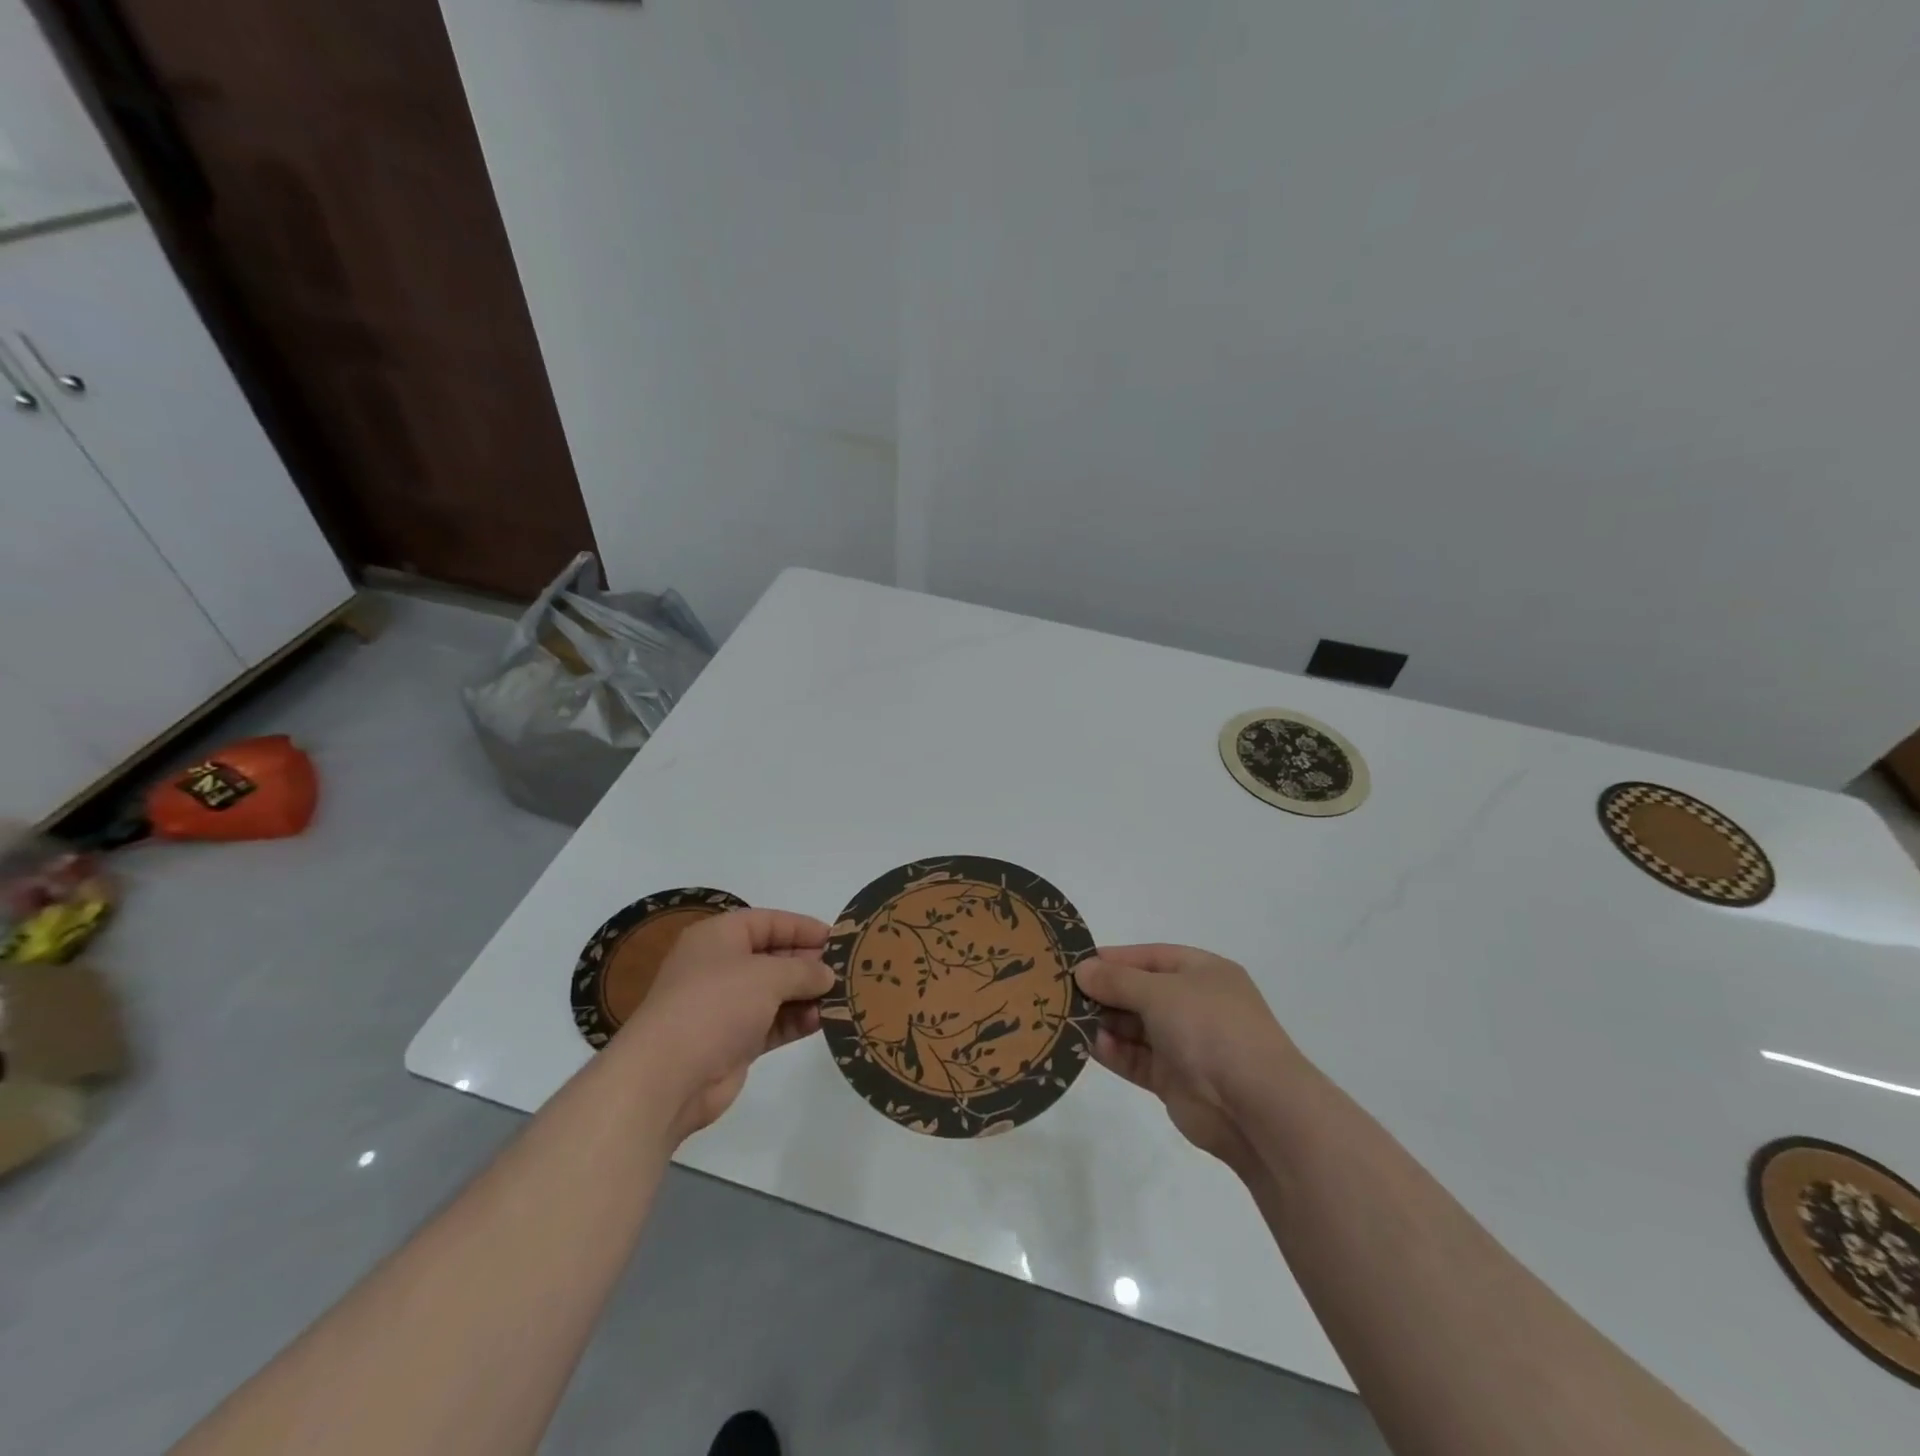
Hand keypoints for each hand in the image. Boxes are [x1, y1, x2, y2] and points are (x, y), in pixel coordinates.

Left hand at [617, 908, 833, 1142]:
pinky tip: (823, 1021)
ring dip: (807, 995)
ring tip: (843, 998)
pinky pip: (772, 1022)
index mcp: (719, 937)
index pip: (768, 921)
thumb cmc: (715, 1006)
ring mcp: (726, 1006)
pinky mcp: (733, 1041)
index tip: (838, 938)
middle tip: (846, 970)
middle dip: (809, 963)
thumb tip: (827, 974)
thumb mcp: (767, 976)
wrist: (667, 1077)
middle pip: (773, 956)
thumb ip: (803, 970)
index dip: (803, 927)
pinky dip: (796, 1020)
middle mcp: (720, 966)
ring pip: (776, 992)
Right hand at [1074, 944, 1305, 1172]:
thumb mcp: (1160, 992)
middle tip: (1061, 992)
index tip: (1074, 963)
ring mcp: (1184, 1043)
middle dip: (1104, 992)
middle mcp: (1194, 1004)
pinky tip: (1085, 1044)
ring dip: (1103, 1023)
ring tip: (1066, 1018)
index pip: (1149, 957)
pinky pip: (1135, 1058)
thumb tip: (1082, 970)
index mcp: (1202, 972)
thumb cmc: (1210, 1028)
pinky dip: (1112, 1051)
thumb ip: (1118, 980)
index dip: (1113, 958)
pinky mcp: (1173, 1079)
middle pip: (1139, 991)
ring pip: (1134, 1027)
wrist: (1255, 1106)